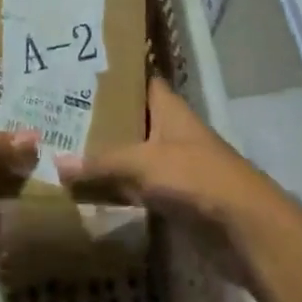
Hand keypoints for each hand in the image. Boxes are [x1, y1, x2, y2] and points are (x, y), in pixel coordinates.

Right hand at [54, 79, 270, 228]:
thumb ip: (101, 162)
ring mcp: (174, 165)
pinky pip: (138, 187)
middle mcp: (171, 131)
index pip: (138, 80)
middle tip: (58, 116)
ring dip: (107, 156)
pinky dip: (117, 188)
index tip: (78, 73)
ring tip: (63, 150)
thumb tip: (57, 164)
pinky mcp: (175, 198)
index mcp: (168, 108)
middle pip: (132, 119)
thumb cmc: (195, 177)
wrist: (244, 228)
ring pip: (133, 155)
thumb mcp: (142, 163)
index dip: (114, 75)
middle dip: (100, 119)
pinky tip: (88, 190)